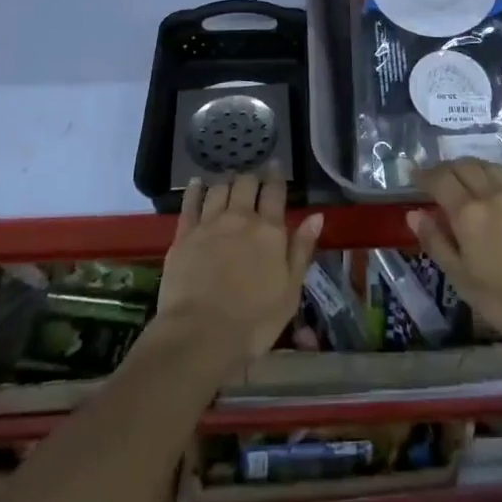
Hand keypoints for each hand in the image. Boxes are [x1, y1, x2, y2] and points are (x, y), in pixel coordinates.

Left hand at [155, 165, 323, 370]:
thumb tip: (317, 216)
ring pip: (219, 189)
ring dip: (226, 181)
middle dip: (251, 178)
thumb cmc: (254, 321)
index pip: (275, 193)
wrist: (200, 335)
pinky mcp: (184, 234)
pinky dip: (195, 189)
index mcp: (269, 231)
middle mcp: (240, 218)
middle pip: (246, 184)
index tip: (275, 166)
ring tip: (228, 180)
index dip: (276, 177)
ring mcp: (210, 223)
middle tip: (253, 178)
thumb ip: (301, 250)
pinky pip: (190, 203)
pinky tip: (196, 183)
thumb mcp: (290, 291)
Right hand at [408, 157, 501, 361]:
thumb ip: (437, 243)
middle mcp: (491, 195)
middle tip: (438, 175)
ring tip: (468, 171)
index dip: (424, 175)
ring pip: (492, 166)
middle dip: (447, 167)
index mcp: (467, 214)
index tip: (413, 174)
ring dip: (475, 164)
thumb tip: (413, 213)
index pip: (440, 181)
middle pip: (465, 167)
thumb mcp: (463, 280)